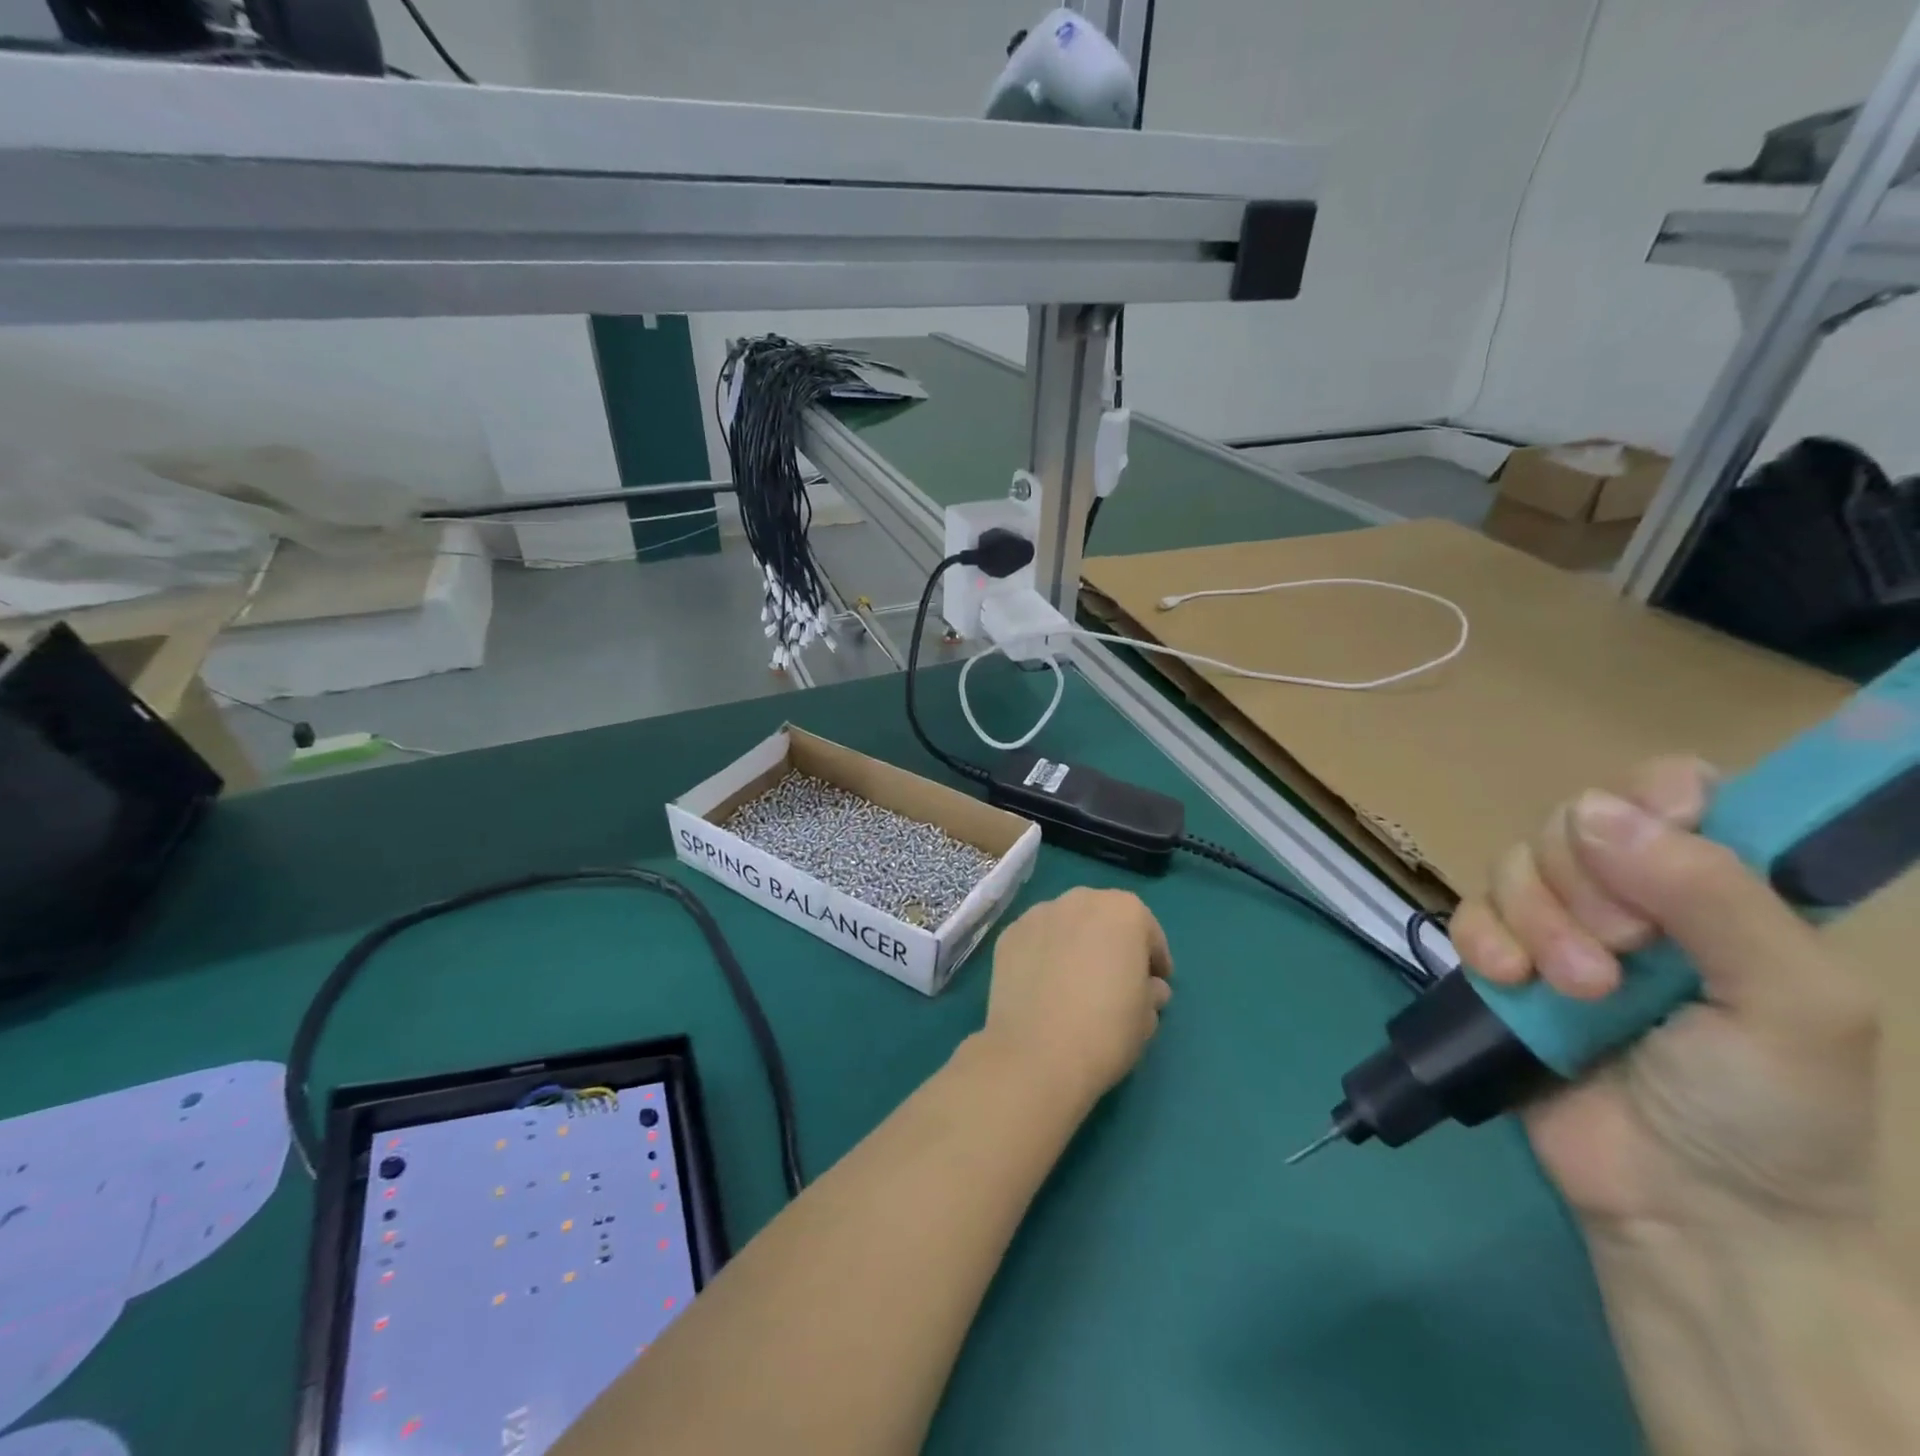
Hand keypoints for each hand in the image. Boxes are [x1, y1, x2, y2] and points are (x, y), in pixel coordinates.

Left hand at [979, 887, 1172, 1112]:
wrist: (1036, 1053)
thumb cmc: (1106, 1030)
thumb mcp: (1146, 1017)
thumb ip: (1151, 992)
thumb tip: (1148, 988)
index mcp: (1124, 911)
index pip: (1147, 931)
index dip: (1154, 960)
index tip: (1154, 984)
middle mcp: (1080, 899)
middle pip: (1103, 918)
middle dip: (1111, 943)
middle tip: (1114, 979)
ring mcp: (1038, 914)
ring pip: (1066, 925)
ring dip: (1074, 944)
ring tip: (1074, 981)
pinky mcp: (1008, 934)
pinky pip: (1036, 940)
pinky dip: (1043, 954)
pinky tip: (1044, 985)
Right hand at [1449, 758, 1878, 1232]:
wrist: (1686, 1212)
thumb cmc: (1771, 1111)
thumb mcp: (1793, 1004)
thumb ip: (1714, 897)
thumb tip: (1597, 811)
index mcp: (1722, 892)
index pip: (1671, 792)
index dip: (1651, 801)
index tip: (1653, 843)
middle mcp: (1637, 898)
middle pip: (1574, 823)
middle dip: (1587, 884)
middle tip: (1626, 953)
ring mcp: (1562, 931)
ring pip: (1513, 866)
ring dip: (1538, 922)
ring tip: (1577, 990)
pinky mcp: (1504, 965)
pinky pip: (1468, 914)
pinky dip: (1483, 941)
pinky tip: (1512, 982)